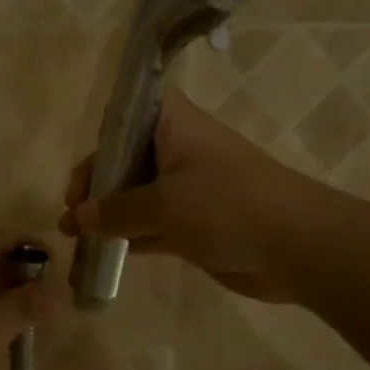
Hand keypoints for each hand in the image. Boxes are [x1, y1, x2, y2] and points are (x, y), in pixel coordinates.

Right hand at [60, 91, 321, 303]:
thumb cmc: (226, 205)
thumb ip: (115, 211)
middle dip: (95, 186)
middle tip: (72, 213)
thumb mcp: (163, 205)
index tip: (81, 176)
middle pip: (125, 159)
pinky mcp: (195, 223)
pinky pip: (151, 225)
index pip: (125, 116)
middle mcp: (178, 150)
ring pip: (135, 196)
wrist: (297, 246)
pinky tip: (103, 253)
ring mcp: (187, 189)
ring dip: (106, 215)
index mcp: (173, 125)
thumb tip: (78, 217)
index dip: (99, 141)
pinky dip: (129, 237)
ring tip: (72, 236)